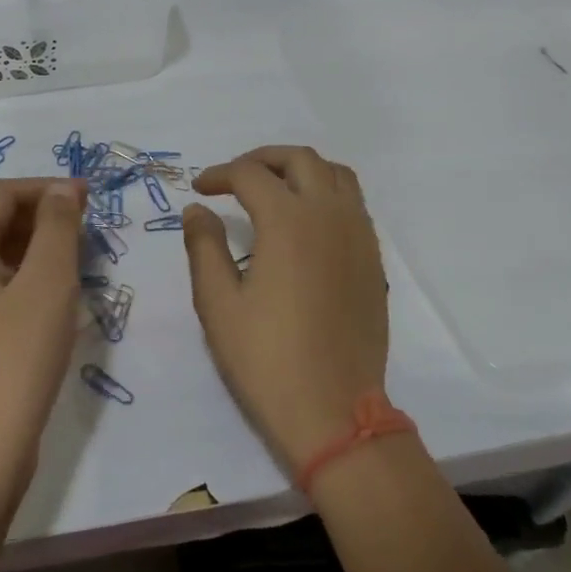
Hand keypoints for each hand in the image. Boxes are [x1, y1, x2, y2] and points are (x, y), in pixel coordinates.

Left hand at [0, 178, 86, 505]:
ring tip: (76, 259)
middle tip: (87, 228)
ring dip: (34, 246)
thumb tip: (63, 189)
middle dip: (41, 216)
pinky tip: (50, 296)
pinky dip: (20, 276)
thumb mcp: (48, 284)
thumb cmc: (16, 358)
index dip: (46, 188)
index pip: (0, 194)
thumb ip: (58, 226)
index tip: (89, 198)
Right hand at [182, 146, 389, 473]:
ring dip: (301, 169)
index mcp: (288, 222)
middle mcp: (329, 216)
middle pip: (299, 159)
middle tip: (234, 177)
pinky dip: (327, 192)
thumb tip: (197, 210)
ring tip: (274, 188)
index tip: (200, 189)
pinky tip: (305, 221)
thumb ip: (204, 247)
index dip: (219, 175)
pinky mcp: (373, 259)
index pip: (250, 175)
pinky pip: (353, 203)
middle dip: (262, 159)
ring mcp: (358, 235)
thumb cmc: (267, 359)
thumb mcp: (218, 304)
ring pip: (335, 174)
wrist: (334, 411)